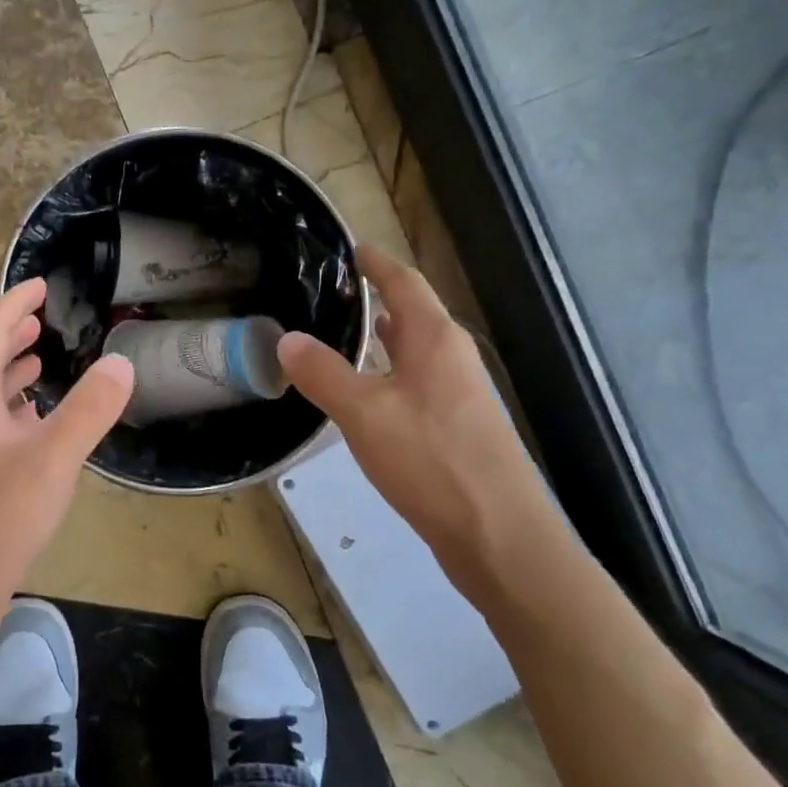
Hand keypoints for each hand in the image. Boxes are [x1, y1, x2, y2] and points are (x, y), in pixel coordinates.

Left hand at [0, 278, 134, 603]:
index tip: (40, 285)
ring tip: (39, 359)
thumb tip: (121, 361)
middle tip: (41, 319)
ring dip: (11, 370)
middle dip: (11, 334)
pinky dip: (15, 409)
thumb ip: (88, 409)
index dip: (14, 303)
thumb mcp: (52, 459)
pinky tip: (36, 422)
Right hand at [278, 245, 559, 601]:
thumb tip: (286, 339)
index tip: (349, 248)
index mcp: (436, 339)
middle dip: (378, 297)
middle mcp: (454, 357)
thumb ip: (323, 373)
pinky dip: (390, 372)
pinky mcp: (460, 428)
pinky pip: (418, 382)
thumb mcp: (363, 413)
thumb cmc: (433, 462)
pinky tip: (369, 393)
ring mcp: (461, 394)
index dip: (376, 262)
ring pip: (416, 350)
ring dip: (385, 337)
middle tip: (333, 292)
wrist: (501, 538)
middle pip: (415, 312)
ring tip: (346, 332)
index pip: (405, 282)